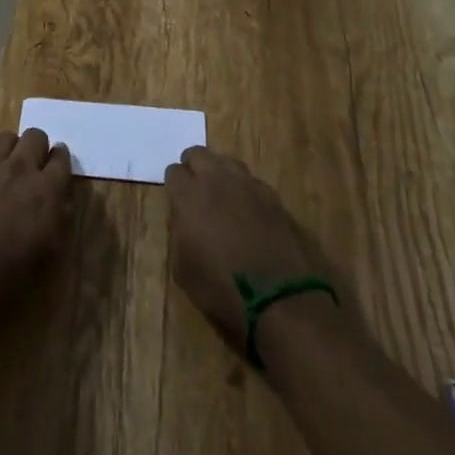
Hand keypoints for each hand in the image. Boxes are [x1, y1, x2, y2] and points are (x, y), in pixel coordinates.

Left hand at [0, 128, 72, 337]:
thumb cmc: (12, 274)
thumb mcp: (50, 252)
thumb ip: (57, 218)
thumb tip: (58, 202)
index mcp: (47, 189)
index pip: (62, 158)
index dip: (60, 159)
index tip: (57, 165)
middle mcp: (21, 168)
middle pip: (35, 136)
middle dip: (37, 147)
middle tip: (32, 165)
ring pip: (5, 137)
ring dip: (9, 149)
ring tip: (5, 168)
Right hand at [166, 146, 344, 356]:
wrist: (281, 300)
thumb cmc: (223, 290)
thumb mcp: (184, 270)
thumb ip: (179, 234)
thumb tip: (185, 222)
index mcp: (189, 196)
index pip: (174, 172)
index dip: (174, 186)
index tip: (176, 202)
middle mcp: (217, 180)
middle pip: (199, 154)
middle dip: (194, 168)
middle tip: (195, 193)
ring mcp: (249, 185)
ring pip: (227, 162)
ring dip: (220, 174)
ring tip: (222, 198)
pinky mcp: (273, 197)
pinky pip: (252, 182)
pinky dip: (245, 191)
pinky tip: (249, 213)